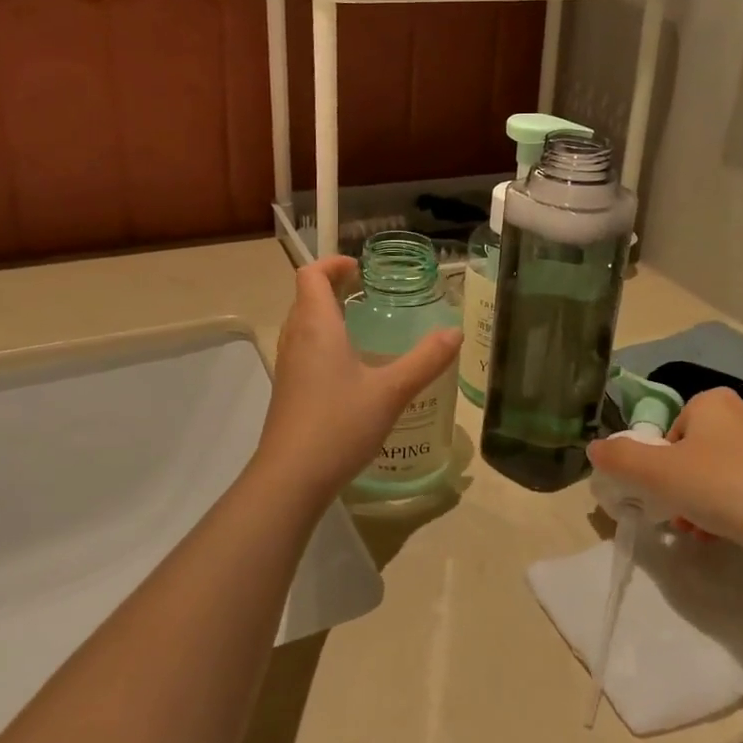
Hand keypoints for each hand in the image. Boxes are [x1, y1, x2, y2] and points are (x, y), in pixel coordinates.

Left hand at [254, 256, 461, 508]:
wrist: (291, 478)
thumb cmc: (339, 424)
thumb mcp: (391, 391)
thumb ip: (425, 360)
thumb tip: (455, 333)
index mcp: (316, 326)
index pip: (311, 275)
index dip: (333, 264)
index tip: (362, 271)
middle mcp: (296, 338)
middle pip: (306, 296)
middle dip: (333, 287)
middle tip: (368, 293)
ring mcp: (288, 366)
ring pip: (303, 324)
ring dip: (327, 314)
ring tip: (363, 326)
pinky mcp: (288, 390)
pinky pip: (303, 349)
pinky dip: (324, 342)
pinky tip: (352, 369)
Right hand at [586, 388, 742, 551]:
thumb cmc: (718, 485)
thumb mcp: (655, 472)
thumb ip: (620, 458)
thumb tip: (594, 449)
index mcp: (713, 400)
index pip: (672, 428)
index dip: (661, 461)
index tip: (662, 489)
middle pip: (696, 450)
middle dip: (683, 483)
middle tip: (678, 514)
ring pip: (722, 471)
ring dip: (705, 500)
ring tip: (701, 532)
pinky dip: (734, 508)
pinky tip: (728, 535)